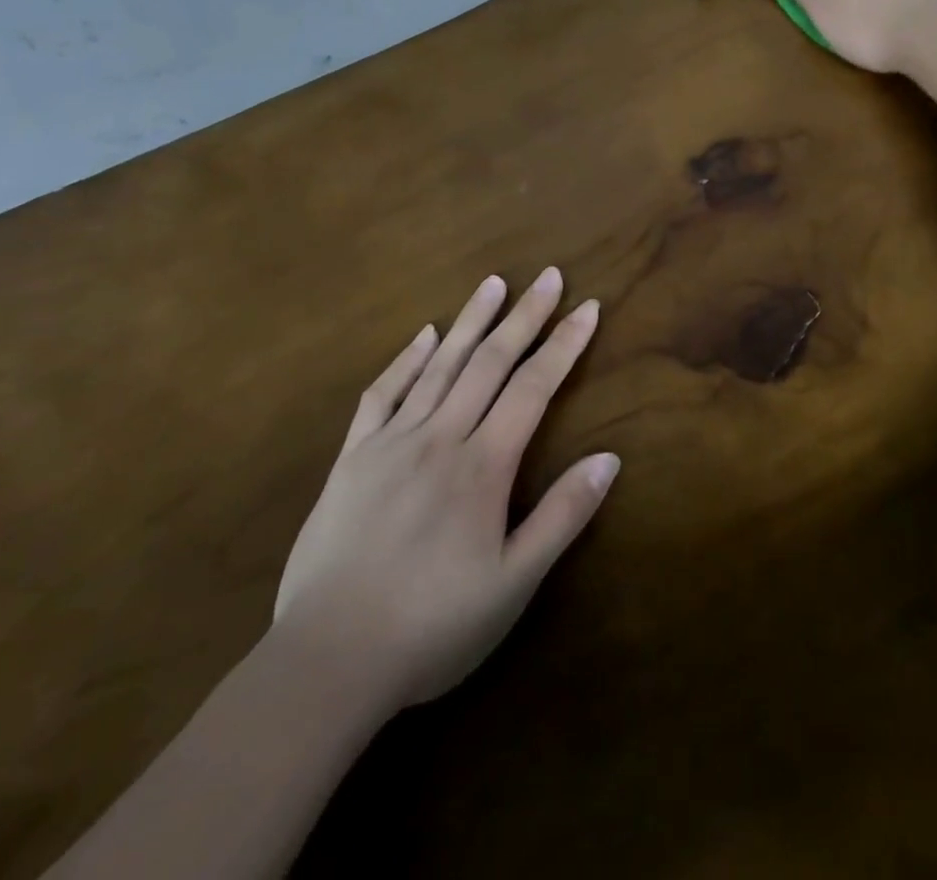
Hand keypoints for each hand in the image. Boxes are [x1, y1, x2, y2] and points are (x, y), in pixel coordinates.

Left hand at [273, 269, 618, 711]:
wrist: (327, 661)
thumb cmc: (433, 626)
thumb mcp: (514, 584)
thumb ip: (563, 516)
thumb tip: (610, 458)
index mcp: (483, 465)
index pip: (533, 387)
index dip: (564, 344)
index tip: (588, 307)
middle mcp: (440, 437)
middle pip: (490, 362)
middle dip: (524, 315)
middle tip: (548, 275)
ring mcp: (391, 443)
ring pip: (439, 366)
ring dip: (470, 321)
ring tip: (493, 283)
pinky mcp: (352, 458)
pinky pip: (382, 395)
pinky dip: (406, 360)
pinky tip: (423, 335)